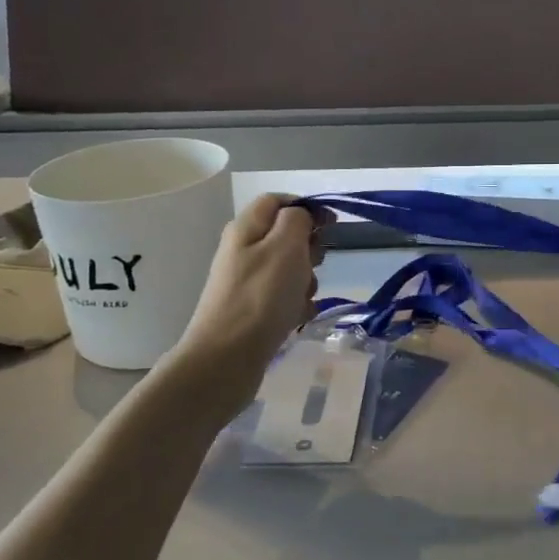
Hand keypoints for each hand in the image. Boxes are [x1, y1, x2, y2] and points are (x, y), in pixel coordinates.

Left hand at [177, 195, 328, 401]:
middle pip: (286, 235)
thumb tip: (302, 215)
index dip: (307, 208)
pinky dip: (296, 304)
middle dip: (309, 249)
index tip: (332, 226)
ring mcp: (246, 281)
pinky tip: (298, 318)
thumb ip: (298, 220)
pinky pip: (283, 297)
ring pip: (289, 268)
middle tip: (314, 265)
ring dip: (306, 280)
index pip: (279, 201)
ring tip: (303, 298)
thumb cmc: (261, 297)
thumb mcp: (285, 246)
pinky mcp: (252, 309)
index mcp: (247, 227)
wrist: (226, 359)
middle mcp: (243, 250)